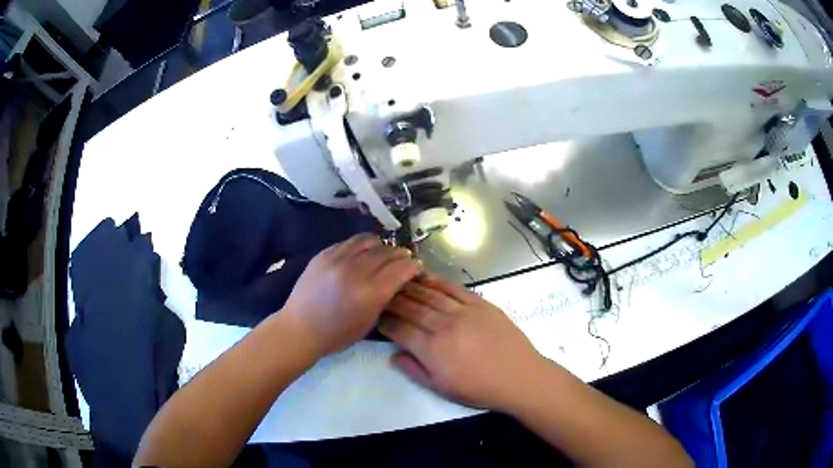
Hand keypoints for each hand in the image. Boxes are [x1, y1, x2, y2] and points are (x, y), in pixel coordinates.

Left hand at [283, 234, 421, 356]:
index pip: (401, 268)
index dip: (414, 266)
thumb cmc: (337, 334)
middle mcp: (355, 271)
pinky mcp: (324, 254)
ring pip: (369, 240)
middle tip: (403, 261)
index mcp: (370, 293)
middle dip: (401, 255)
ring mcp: (337, 259)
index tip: (417, 269)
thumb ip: (386, 297)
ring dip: (382, 246)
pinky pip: (350, 242)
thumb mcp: (369, 322)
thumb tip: (398, 279)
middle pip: (388, 252)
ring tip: (383, 254)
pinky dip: (362, 246)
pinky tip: (362, 254)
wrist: (300, 328)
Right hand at [379, 273, 546, 410]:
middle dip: (393, 300)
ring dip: (410, 287)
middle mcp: (443, 325)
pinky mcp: (480, 303)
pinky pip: (453, 288)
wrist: (518, 376)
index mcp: (432, 349)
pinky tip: (426, 277)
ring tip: (397, 282)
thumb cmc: (479, 388)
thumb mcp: (442, 388)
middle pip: (411, 307)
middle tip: (381, 296)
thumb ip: (414, 370)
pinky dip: (437, 281)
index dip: (385, 322)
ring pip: (429, 294)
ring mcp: (463, 311)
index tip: (376, 318)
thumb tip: (394, 355)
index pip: (400, 329)